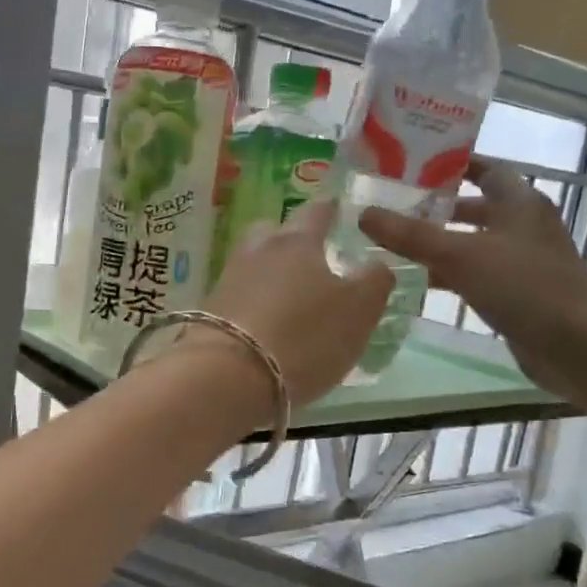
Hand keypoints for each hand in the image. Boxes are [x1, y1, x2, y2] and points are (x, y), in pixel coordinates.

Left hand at [198, 200, 393, 406]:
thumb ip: (375, 281)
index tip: (339, 209)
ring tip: (290, 298)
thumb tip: (376, 264)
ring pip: (254, 264)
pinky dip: (254, 304)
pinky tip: (265, 324)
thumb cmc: (304, 337)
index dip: (331, 209)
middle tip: (312, 258)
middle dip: (292, 240)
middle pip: (274, 232)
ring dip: (271, 274)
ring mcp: (228, 280)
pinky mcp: (209, 312)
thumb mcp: (358, 311)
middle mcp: (257, 250)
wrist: (227, 376)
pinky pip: (239, 297)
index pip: (317, 211)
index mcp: (297, 241)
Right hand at [359, 158, 586, 399]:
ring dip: (439, 244)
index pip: (484, 169)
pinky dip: (450, 275)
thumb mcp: (460, 255)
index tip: (412, 166)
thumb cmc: (523, 285)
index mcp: (519, 202)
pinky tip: (418, 284)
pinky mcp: (518, 293)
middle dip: (437, 208)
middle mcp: (523, 226)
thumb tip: (365, 214)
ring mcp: (522, 261)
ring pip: (473, 244)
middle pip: (475, 208)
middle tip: (393, 208)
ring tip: (394, 245)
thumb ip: (411, 235)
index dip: (451, 165)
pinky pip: (476, 275)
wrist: (577, 343)